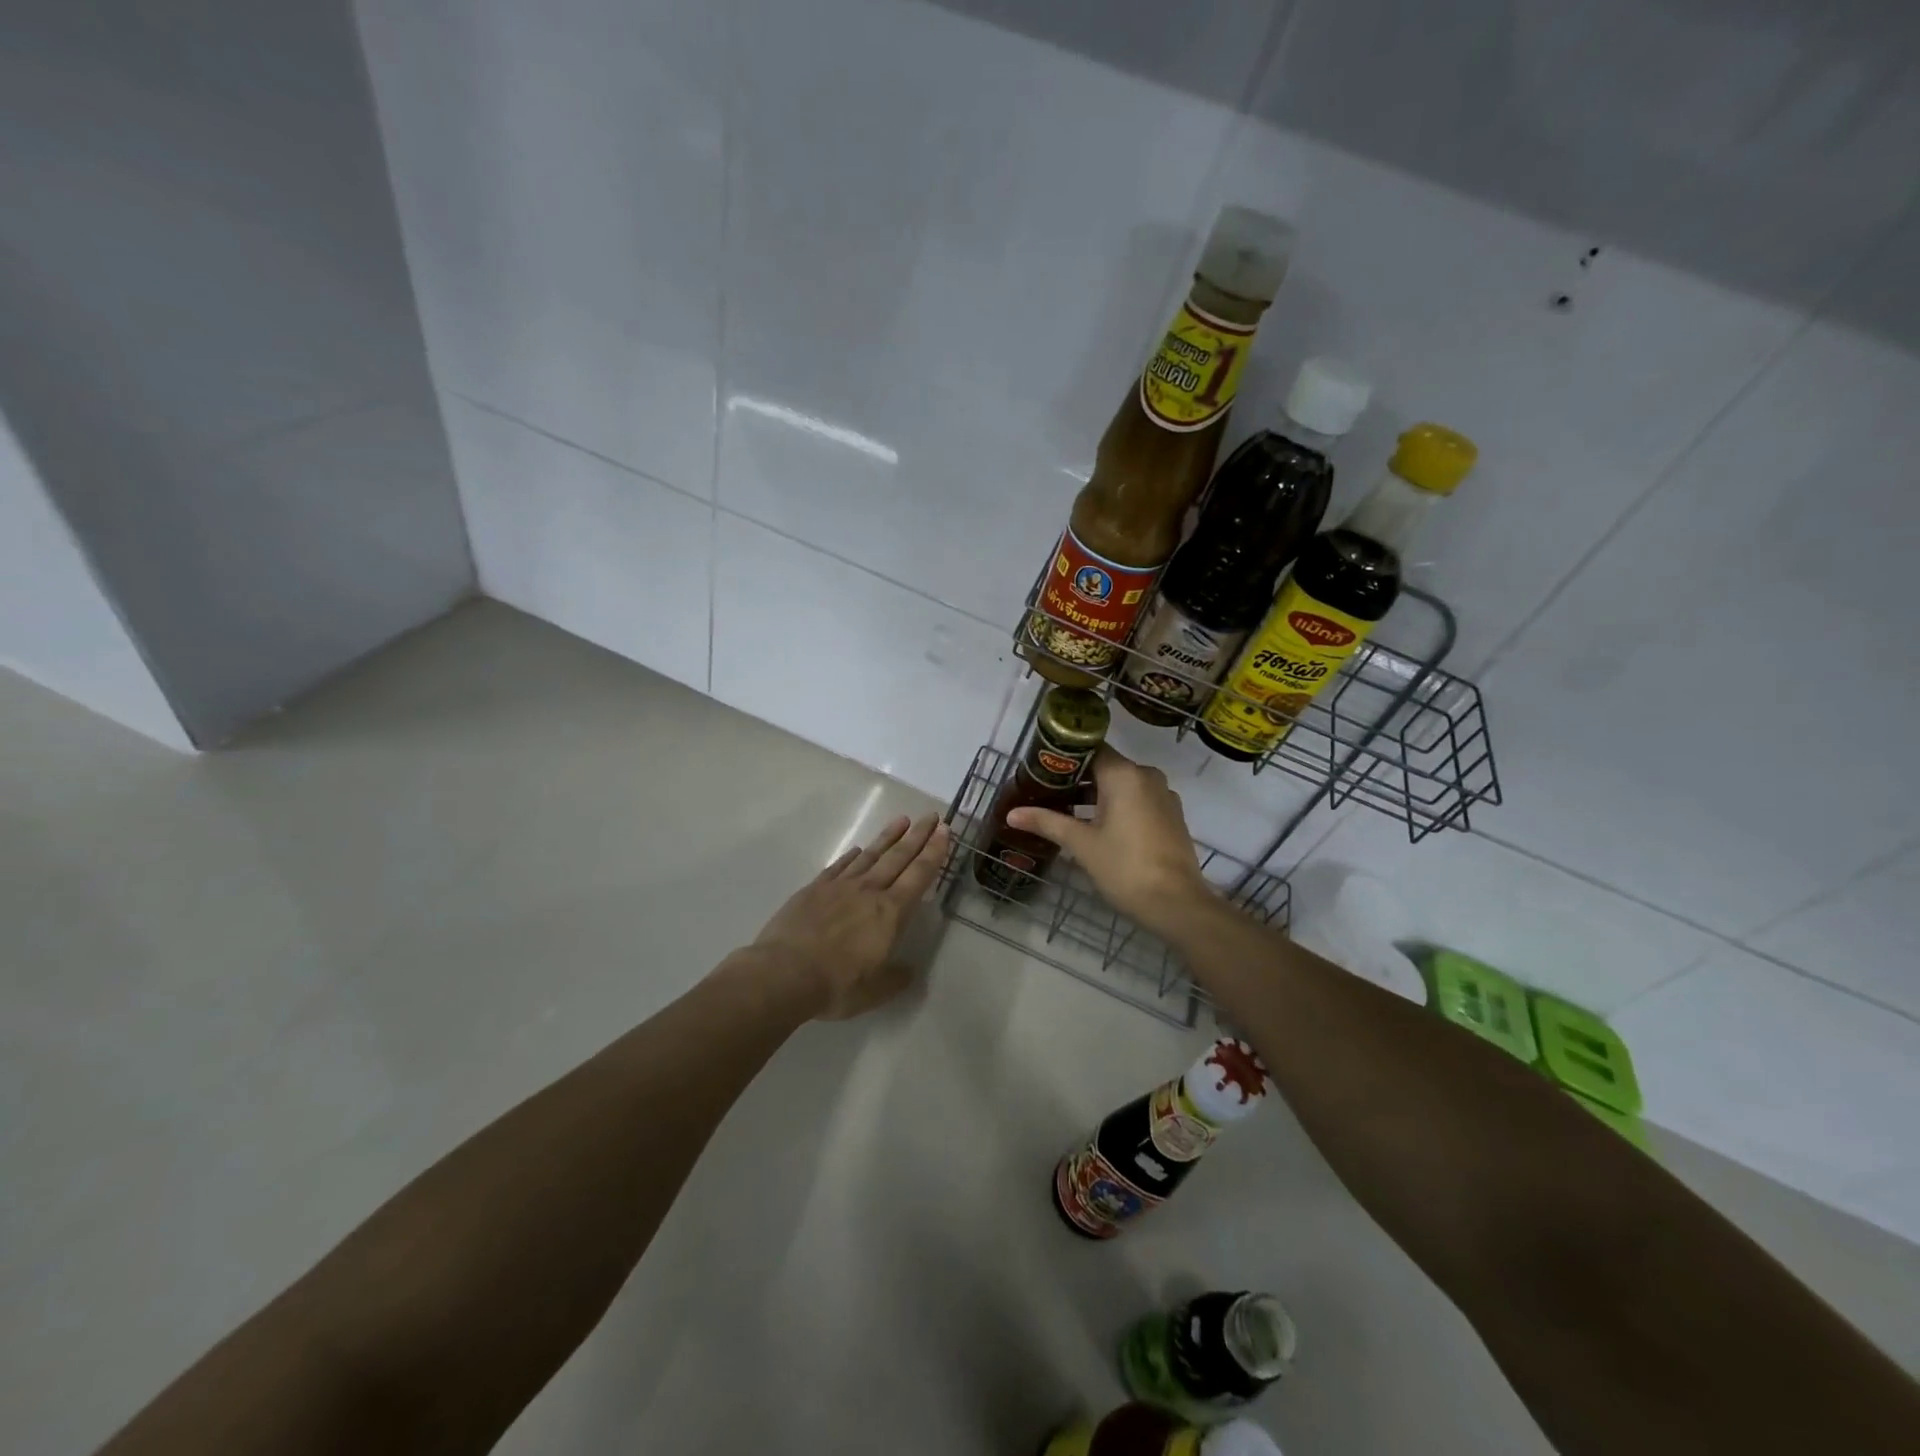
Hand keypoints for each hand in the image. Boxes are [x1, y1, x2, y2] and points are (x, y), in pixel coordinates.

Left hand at [746, 813, 950, 1019]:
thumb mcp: (876, 991)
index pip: (919, 875)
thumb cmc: (837, 985)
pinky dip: (852, 855)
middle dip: (917, 835)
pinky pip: (839, 866)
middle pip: (898, 857)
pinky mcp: (814, 889)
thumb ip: (896, 978)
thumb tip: (908, 970)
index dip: (933, 852)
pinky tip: (858, 848)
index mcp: (890, 913)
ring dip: (888, 837)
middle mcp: (869, 891)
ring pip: (870, 855)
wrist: (784, 973)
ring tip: (901, 820)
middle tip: (931, 816)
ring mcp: (839, 886)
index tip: (943, 831)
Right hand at [1006, 749, 1212, 936]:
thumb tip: (1011, 814)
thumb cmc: (1125, 868)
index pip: (1089, 749)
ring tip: (1064, 810)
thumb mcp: (1081, 844)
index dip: (1063, 757)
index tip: (1039, 768)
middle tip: (1044, 791)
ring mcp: (1163, 795)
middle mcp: (1146, 776)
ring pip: (1122, 784)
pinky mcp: (1171, 815)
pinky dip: (1116, 805)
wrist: (1177, 904)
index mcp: (1124, 774)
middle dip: (1075, 778)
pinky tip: (1095, 825)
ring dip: (1095, 794)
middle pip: (1105, 766)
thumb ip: (1047, 823)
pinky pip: (1137, 799)